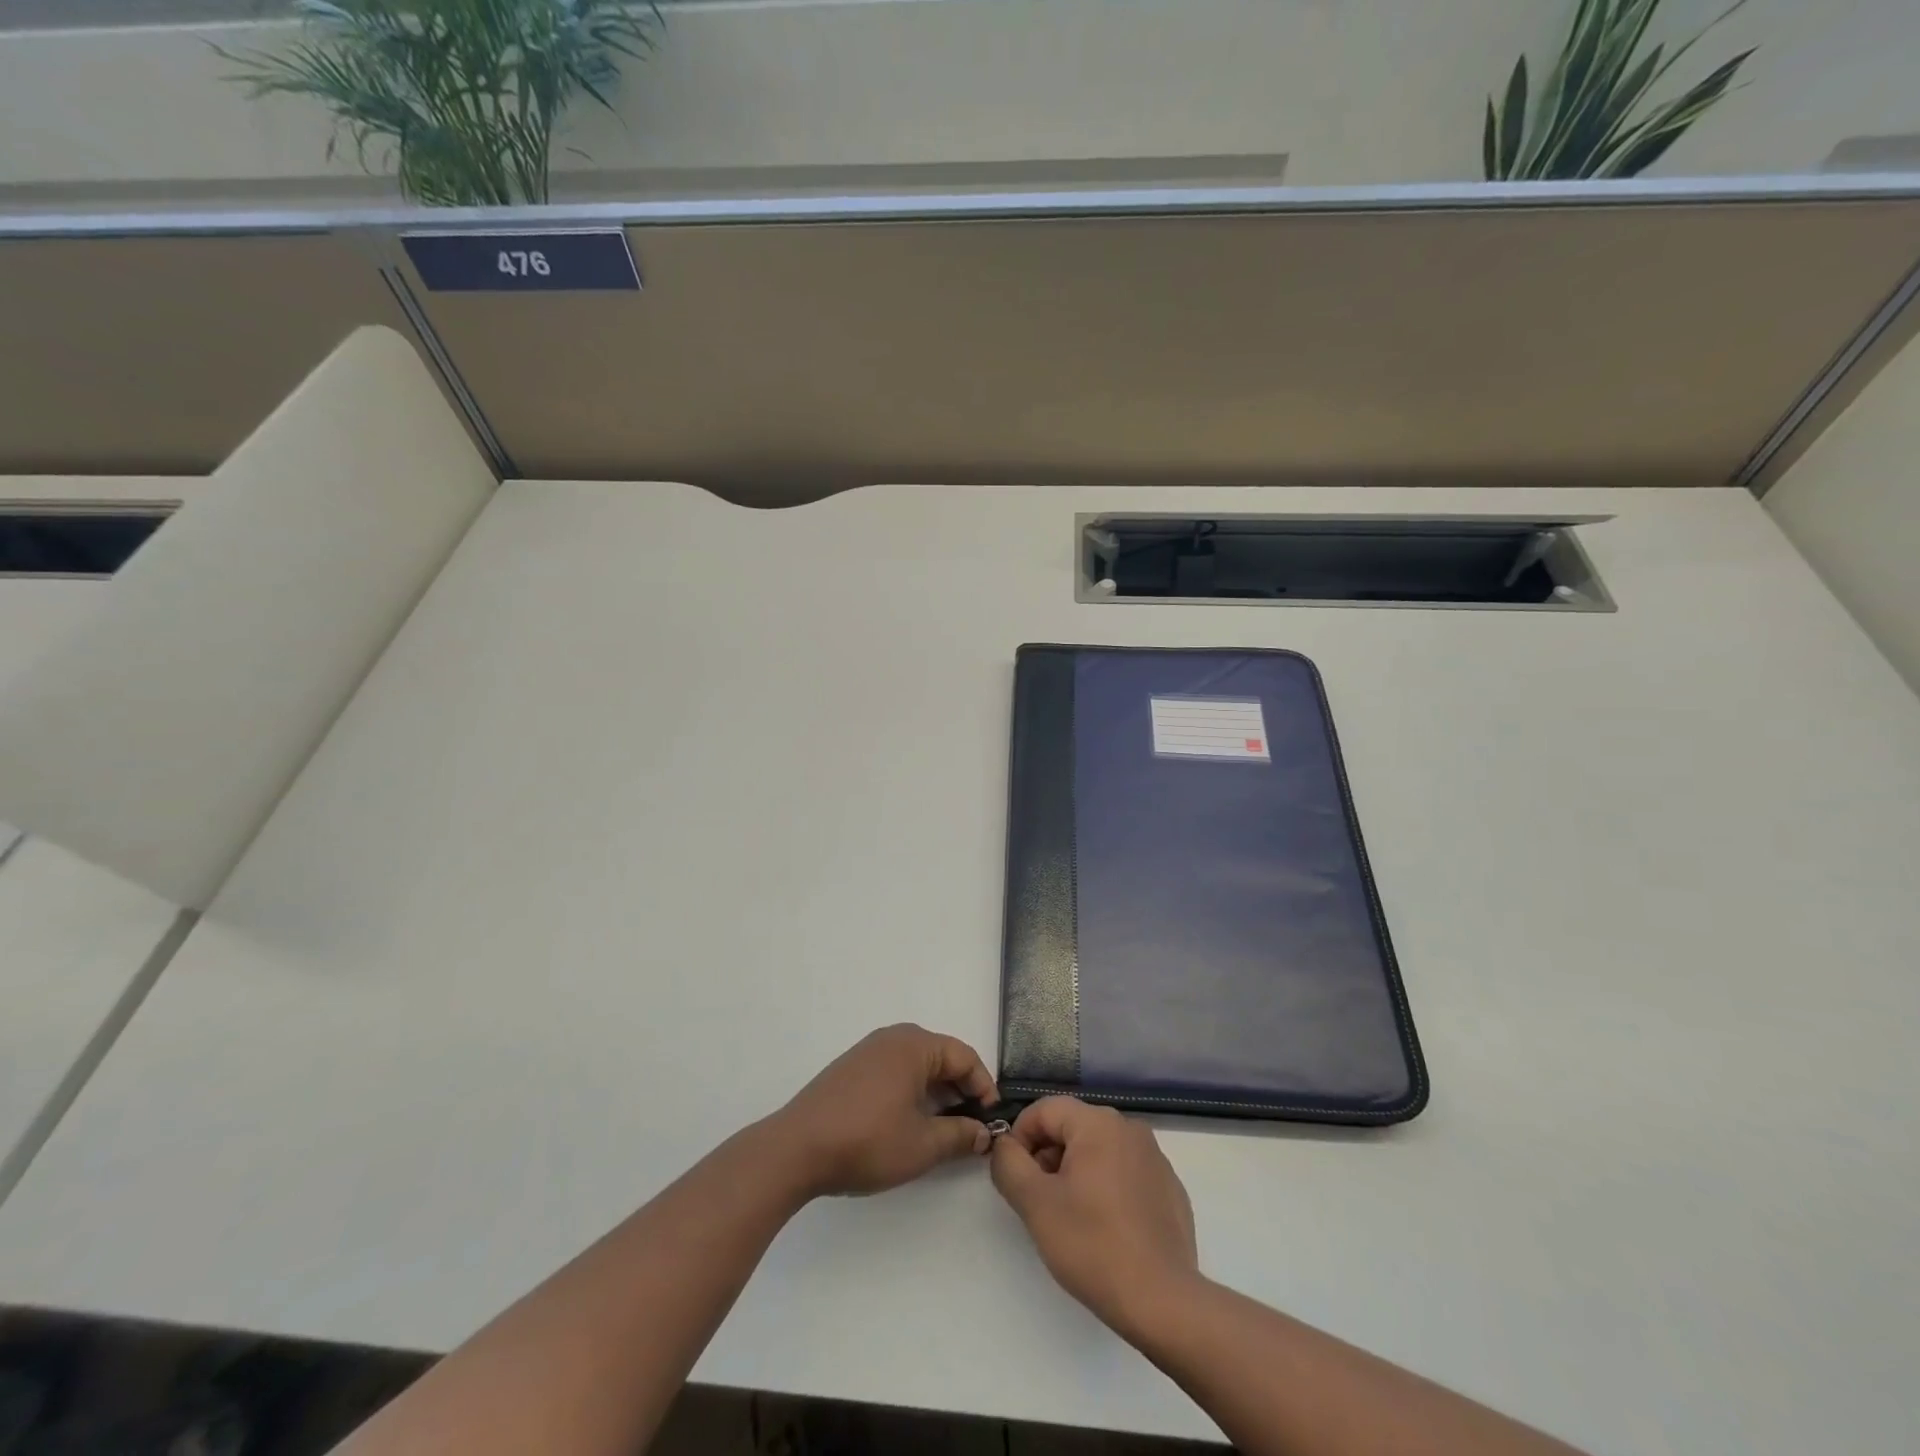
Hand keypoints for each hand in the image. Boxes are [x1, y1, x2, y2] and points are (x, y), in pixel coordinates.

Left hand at [774, 1024, 998, 1197]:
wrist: (796, 1149)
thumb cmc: (867, 1141)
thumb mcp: (922, 1145)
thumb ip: (959, 1135)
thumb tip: (982, 1132)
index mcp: (914, 1045)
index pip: (964, 1056)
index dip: (984, 1086)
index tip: (992, 1119)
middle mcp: (893, 1037)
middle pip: (940, 1056)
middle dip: (960, 1089)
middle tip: (971, 1125)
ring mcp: (868, 1050)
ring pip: (916, 1064)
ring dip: (936, 1091)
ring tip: (943, 1127)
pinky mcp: (851, 1068)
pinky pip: (894, 1070)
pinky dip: (911, 1090)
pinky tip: (908, 1121)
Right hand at [990, 1097, 1199, 1336]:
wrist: (1163, 1302)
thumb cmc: (1093, 1246)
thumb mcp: (1035, 1203)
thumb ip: (1009, 1163)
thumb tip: (1005, 1145)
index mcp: (1099, 1123)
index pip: (1045, 1109)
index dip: (1020, 1136)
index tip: (1015, 1176)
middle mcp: (1130, 1129)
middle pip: (1072, 1127)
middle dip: (1048, 1156)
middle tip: (1039, 1200)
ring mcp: (1155, 1158)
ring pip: (1098, 1150)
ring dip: (1075, 1172)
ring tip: (1070, 1218)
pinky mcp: (1169, 1188)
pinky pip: (1125, 1173)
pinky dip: (1106, 1188)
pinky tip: (1105, 1229)